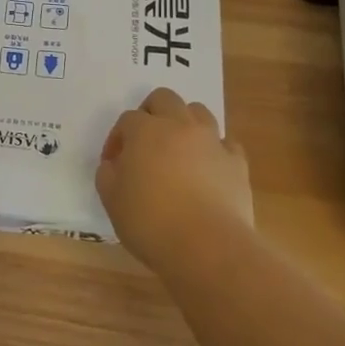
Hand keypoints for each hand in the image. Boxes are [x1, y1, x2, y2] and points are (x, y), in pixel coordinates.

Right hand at [97, 87, 253, 270]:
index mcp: (145, 131)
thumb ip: (107, 175)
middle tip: (145, 142)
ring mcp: (212, 141)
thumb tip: (114, 165)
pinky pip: (226, 144)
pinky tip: (208, 169)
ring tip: (178, 150)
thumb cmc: (151, 222)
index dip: (117, 138)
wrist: (207, 247)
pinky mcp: (237, 163)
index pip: (127, 119)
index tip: (113, 164)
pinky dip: (215, 150)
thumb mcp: (112, 200)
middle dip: (151, 113)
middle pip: (165, 98)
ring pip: (199, 112)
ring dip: (185, 123)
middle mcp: (180, 126)